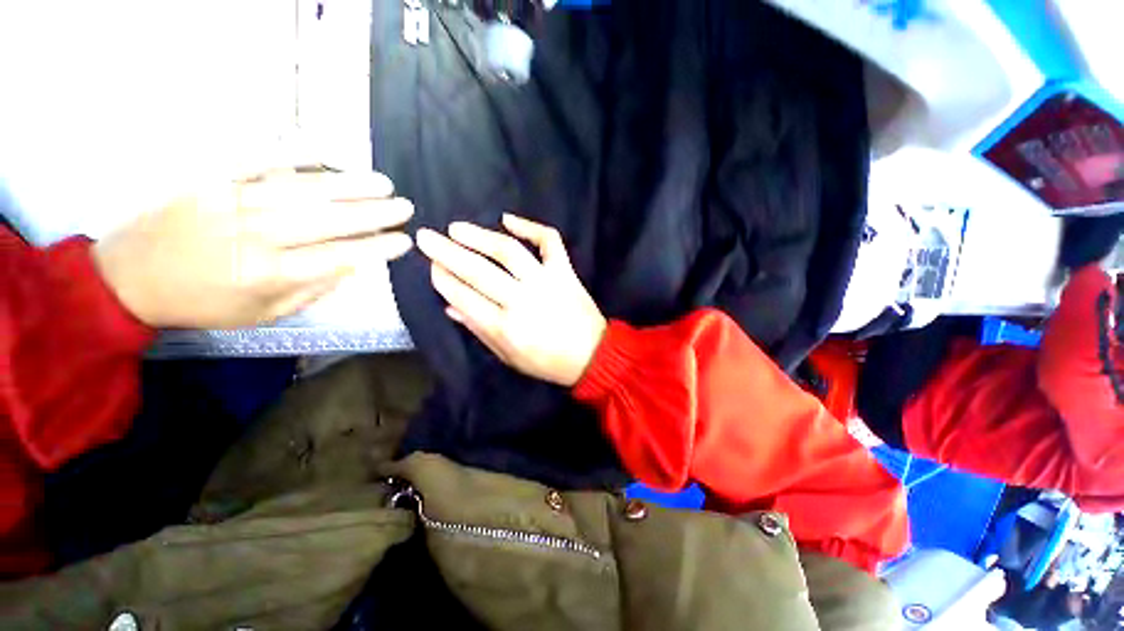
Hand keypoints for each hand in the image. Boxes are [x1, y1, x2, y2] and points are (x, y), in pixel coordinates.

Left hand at [93, 170, 413, 328]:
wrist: (129, 278)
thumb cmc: (202, 303)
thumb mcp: (263, 314)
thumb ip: (310, 290)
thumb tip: (350, 266)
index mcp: (271, 273)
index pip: (341, 256)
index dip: (378, 247)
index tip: (404, 240)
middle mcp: (259, 235)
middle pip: (330, 219)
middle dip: (375, 213)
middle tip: (405, 206)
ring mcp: (235, 202)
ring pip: (304, 189)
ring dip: (349, 184)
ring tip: (382, 182)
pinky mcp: (213, 180)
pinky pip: (257, 161)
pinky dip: (292, 153)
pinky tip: (323, 150)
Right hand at [416, 214, 605, 386]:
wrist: (592, 355)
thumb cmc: (547, 362)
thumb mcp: (508, 356)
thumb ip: (479, 330)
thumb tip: (450, 307)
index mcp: (505, 328)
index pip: (464, 297)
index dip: (443, 280)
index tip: (431, 267)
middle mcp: (522, 301)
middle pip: (478, 271)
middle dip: (447, 253)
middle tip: (426, 237)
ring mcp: (545, 282)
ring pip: (508, 252)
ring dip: (479, 236)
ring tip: (456, 228)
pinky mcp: (564, 271)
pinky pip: (549, 241)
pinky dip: (530, 227)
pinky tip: (507, 219)